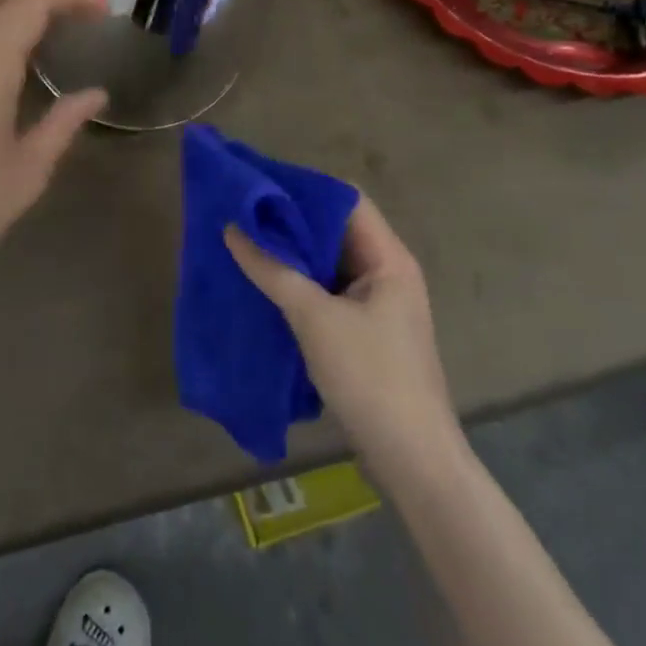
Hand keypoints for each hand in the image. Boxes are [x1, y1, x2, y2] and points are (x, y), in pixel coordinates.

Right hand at [226, 198, 461, 481]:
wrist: (412, 460)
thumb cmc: (370, 377)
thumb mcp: (315, 319)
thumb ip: (273, 271)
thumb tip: (233, 230)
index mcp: (388, 258)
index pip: (346, 201)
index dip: (305, 189)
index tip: (261, 185)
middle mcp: (387, 272)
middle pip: (336, 231)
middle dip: (291, 222)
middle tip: (243, 213)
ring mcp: (377, 304)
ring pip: (329, 263)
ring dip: (292, 255)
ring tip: (245, 242)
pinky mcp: (365, 331)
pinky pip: (327, 292)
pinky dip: (298, 284)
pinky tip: (264, 284)